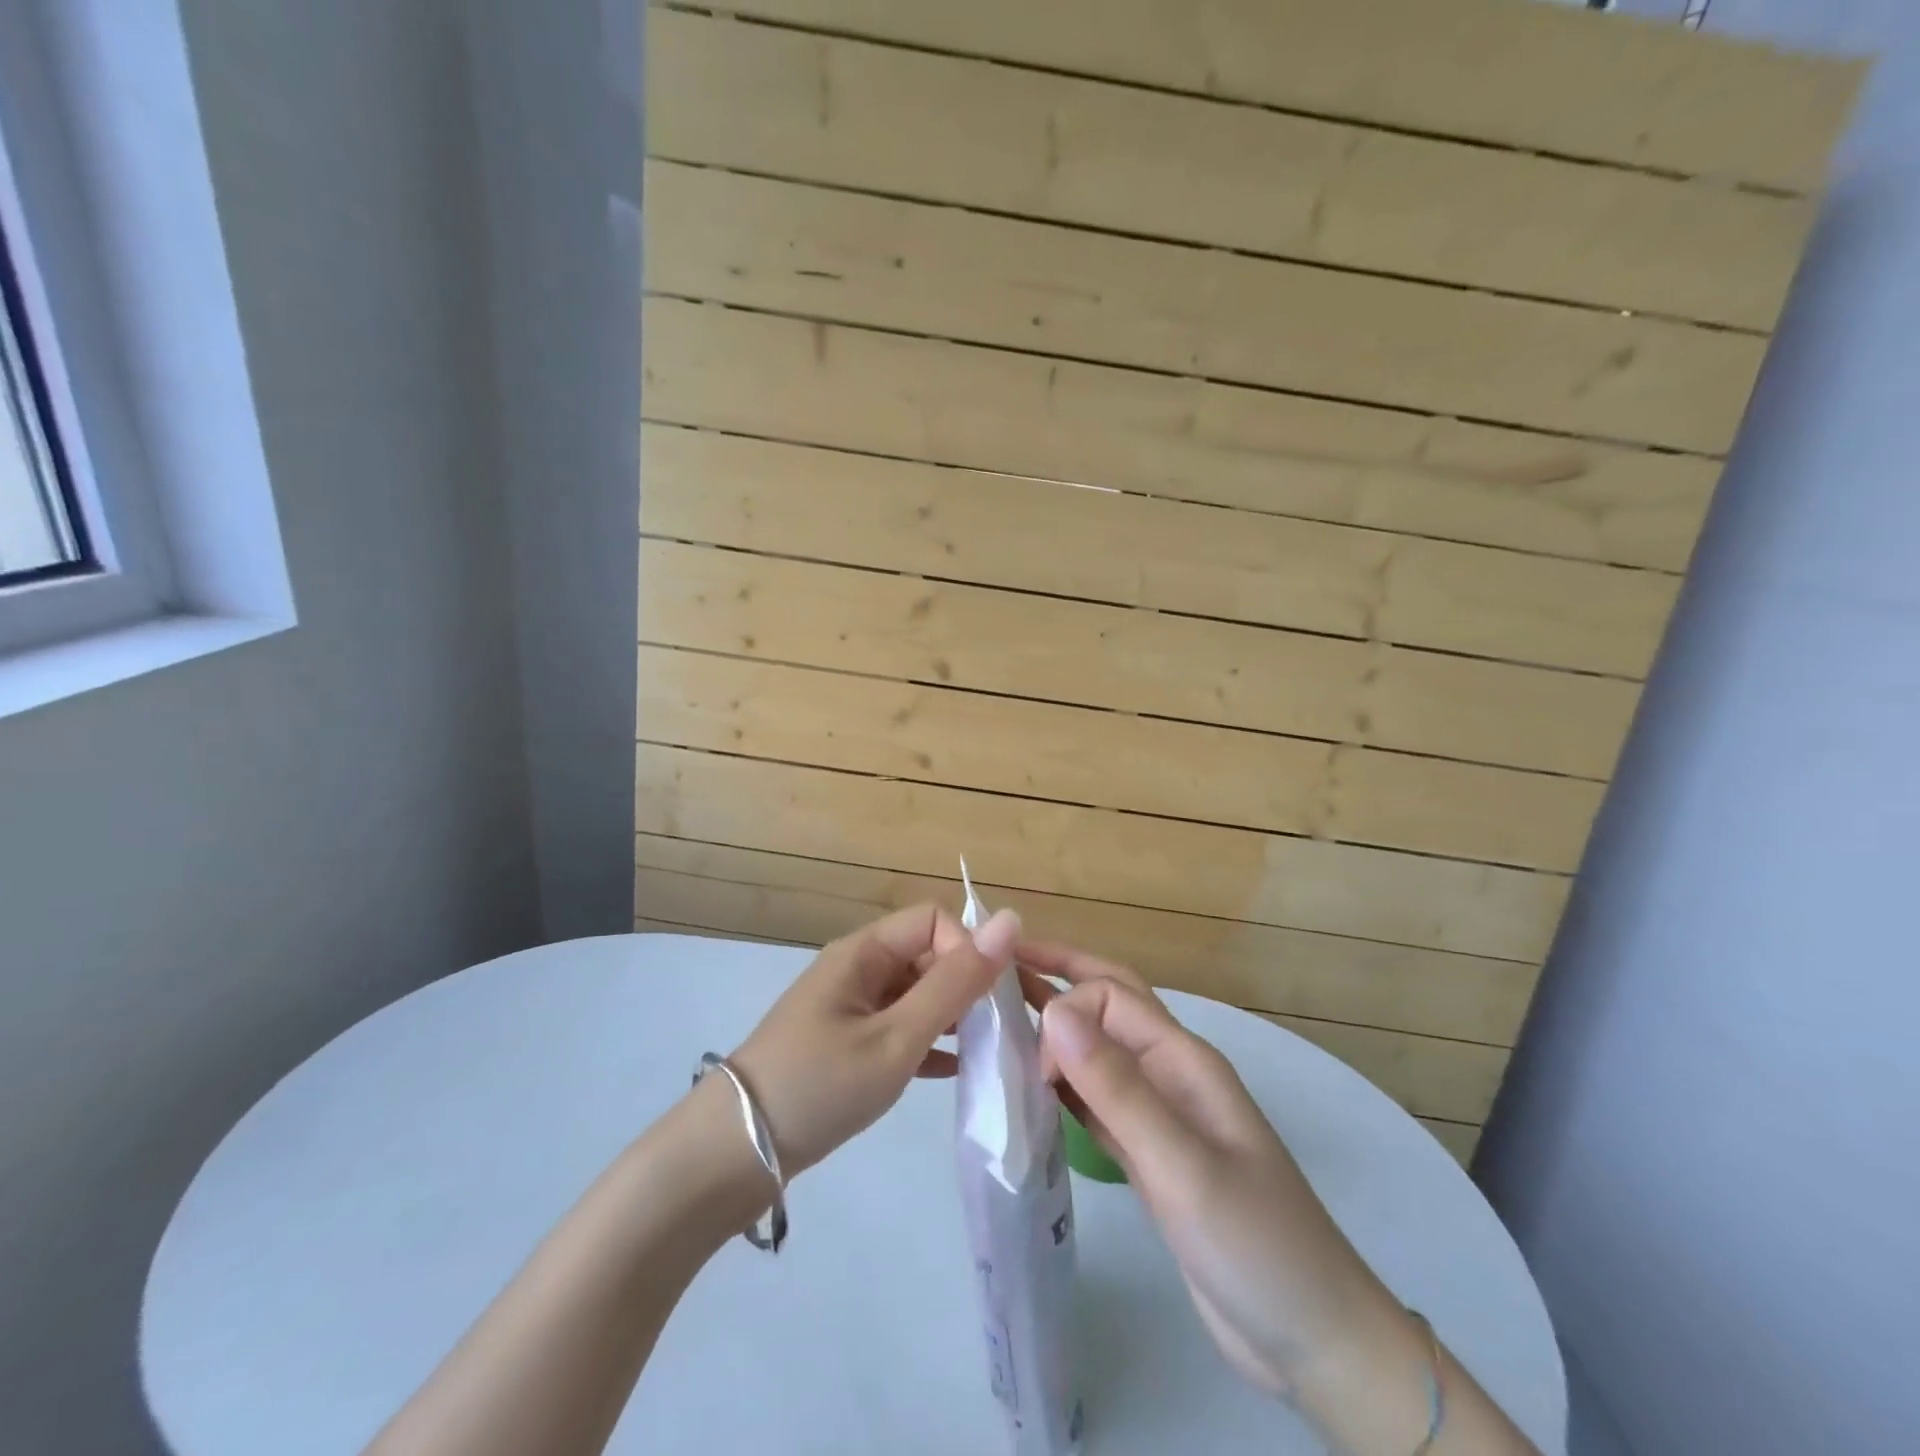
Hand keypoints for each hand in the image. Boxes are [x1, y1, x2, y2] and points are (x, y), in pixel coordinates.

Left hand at [729, 903, 1020, 1176]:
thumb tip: (1010, 918)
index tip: (987, 1000)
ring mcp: (852, 1007)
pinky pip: (902, 1027)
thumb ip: (955, 983)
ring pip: (918, 994)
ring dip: (954, 1017)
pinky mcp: (849, 1043)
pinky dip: (930, 1043)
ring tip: (990, 1054)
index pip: (934, 921)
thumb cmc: (818, 1086)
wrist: (733, 1156)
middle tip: (1005, 1032)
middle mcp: (859, 968)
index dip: (967, 949)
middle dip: (969, 985)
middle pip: (929, 955)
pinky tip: (957, 1072)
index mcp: (865, 952)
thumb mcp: (896, 1037)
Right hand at [1021, 943, 1402, 1399]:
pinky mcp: (1146, 1154)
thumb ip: (1117, 1087)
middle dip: (1057, 974)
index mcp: (1182, 1058)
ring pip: (1096, 1051)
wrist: (1310, 1339)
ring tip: (1001, 1017)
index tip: (1037, 1066)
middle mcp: (1167, 1072)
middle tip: (999, 962)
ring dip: (1055, 1029)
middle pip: (1107, 1003)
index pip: (1110, 996)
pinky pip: (1095, 1101)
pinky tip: (1031, 1089)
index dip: (1066, 1012)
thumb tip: (1055, 1009)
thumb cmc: (1254, 1243)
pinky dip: (1062, 1086)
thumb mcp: (1182, 1163)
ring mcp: (1158, 1113)